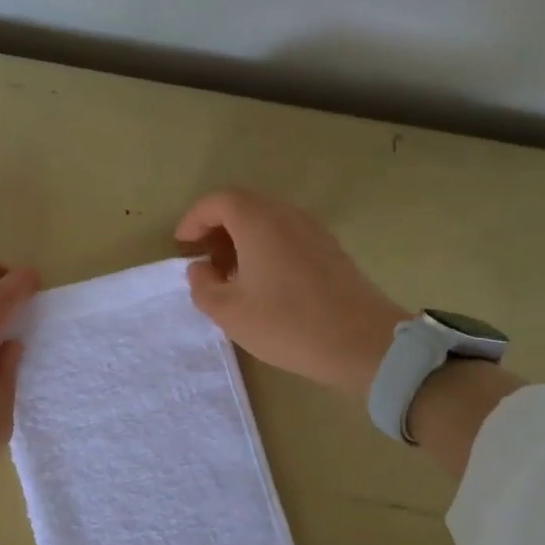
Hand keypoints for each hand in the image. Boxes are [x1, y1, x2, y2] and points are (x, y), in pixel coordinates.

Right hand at [176, 189, 406, 397]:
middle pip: (244, 206)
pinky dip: (266, 247)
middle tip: (204, 262)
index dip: (194, 219)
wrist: (363, 343)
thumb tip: (200, 269)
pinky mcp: (330, 249)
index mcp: (259, 222)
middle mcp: (287, 215)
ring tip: (231, 276)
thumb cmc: (288, 325)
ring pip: (267, 220)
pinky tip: (263, 283)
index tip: (182, 245)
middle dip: (217, 228)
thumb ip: (203, 286)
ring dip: (242, 239)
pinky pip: (287, 235)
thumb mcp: (230, 313)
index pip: (218, 201)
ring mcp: (313, 230)